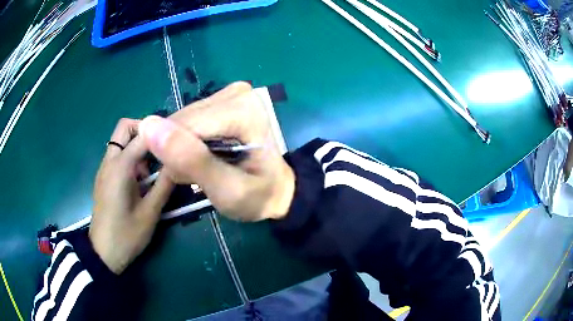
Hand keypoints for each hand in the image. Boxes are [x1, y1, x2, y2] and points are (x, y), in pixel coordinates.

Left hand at [90, 119, 173, 273]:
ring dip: (138, 145)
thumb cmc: (126, 235)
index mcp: (120, 167)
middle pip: (124, 127)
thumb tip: (179, 163)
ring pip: (120, 140)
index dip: (163, 133)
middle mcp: (109, 161)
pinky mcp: (104, 177)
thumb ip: (165, 184)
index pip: (144, 135)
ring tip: (151, 171)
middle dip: (144, 130)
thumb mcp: (150, 213)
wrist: (103, 252)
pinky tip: (140, 180)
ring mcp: (104, 168)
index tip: (178, 140)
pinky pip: (118, 154)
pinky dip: (131, 157)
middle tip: (161, 149)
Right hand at [139, 82, 294, 221]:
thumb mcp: (227, 190)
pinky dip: (187, 142)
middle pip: (182, 120)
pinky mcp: (223, 100)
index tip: (180, 179)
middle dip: (177, 152)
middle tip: (193, 177)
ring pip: (182, 120)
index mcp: (242, 110)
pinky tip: (200, 156)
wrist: (277, 190)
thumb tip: (147, 126)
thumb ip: (190, 160)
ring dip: (181, 148)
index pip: (184, 125)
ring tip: (198, 169)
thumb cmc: (258, 196)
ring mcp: (230, 94)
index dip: (171, 154)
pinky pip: (189, 120)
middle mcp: (236, 93)